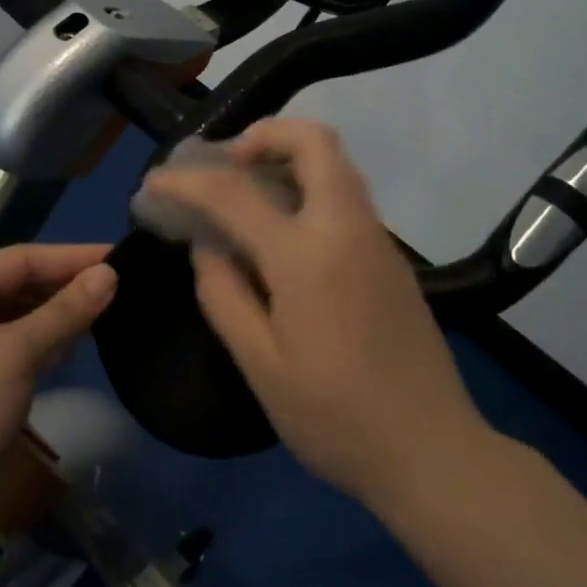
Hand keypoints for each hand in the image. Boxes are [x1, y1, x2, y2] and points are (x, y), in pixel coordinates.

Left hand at [0, 244, 115, 536]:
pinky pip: (10, 348)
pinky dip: (41, 343)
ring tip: (104, 314)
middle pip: (15, 285)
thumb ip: (64, 311)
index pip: (19, 258)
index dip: (71, 256)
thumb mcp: (16, 355)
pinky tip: (70, 350)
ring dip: (56, 315)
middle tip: (119, 287)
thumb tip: (109, 273)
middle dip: (64, 285)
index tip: (119, 257)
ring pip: (15, 317)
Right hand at [138, 119, 489, 509]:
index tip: (154, 183)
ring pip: (334, 162)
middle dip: (260, 136)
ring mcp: (376, 238)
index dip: (187, 181)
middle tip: (222, 167)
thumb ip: (223, 294)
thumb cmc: (335, 418)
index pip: (235, 192)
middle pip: (312, 140)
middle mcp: (347, 227)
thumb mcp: (260, 365)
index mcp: (307, 255)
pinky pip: (344, 194)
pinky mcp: (390, 255)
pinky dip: (306, 187)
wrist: (431, 451)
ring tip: (243, 193)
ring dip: (285, 157)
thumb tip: (207, 246)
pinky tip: (279, 231)